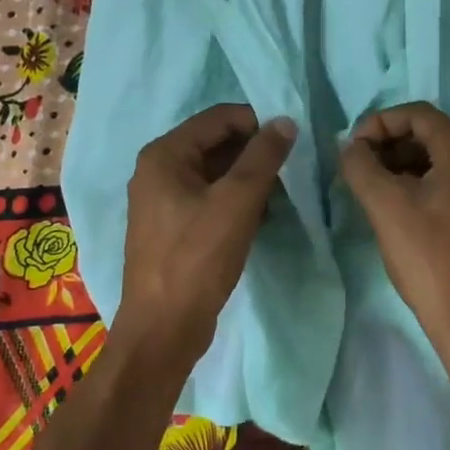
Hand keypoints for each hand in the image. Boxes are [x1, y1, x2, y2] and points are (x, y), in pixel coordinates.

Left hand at [113, 104, 295, 372]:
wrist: (162, 330)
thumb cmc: (197, 259)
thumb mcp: (237, 202)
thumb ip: (263, 157)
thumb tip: (285, 122)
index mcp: (165, 154)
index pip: (219, 118)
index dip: (257, 123)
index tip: (291, 142)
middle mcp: (158, 170)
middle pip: (216, 143)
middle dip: (254, 153)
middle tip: (289, 170)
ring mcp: (163, 200)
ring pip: (215, 172)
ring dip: (248, 178)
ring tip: (280, 195)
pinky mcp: (173, 227)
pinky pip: (210, 198)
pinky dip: (236, 200)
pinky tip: (261, 216)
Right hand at [339, 103, 449, 367]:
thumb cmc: (430, 259)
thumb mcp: (386, 207)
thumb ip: (361, 166)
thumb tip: (351, 147)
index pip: (418, 113)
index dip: (379, 122)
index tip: (351, 148)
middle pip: (431, 134)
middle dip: (390, 144)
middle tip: (358, 167)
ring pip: (441, 160)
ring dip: (404, 164)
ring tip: (372, 189)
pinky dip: (423, 184)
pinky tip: (399, 209)